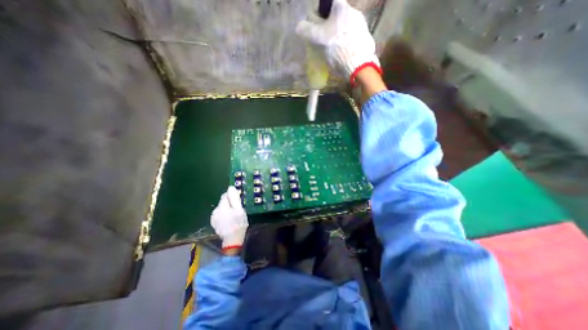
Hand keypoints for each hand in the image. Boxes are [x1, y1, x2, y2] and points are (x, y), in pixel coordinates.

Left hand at [211, 185, 246, 249]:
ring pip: (222, 208)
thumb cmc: (238, 224)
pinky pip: (220, 214)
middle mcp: (215, 211)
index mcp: (222, 206)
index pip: (225, 195)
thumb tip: (230, 187)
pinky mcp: (214, 223)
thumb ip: (234, 198)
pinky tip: (229, 220)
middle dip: (230, 203)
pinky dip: (224, 215)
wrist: (232, 240)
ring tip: (234, 216)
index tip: (238, 202)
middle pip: (223, 202)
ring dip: (227, 209)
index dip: (232, 197)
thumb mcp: (239, 210)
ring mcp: (214, 217)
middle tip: (238, 210)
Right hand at [294, 0, 381, 84]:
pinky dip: (347, 43)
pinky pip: (353, 37)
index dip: (322, 12)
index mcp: (342, 8)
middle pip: (339, 16)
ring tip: (334, 49)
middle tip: (325, 39)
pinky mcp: (366, 38)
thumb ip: (308, 30)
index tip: (318, 24)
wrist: (357, 63)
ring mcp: (362, 25)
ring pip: (346, 27)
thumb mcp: (318, 38)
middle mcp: (354, 12)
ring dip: (339, 35)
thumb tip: (299, 26)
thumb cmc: (336, 46)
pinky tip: (343, 53)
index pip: (330, 2)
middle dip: (331, 26)